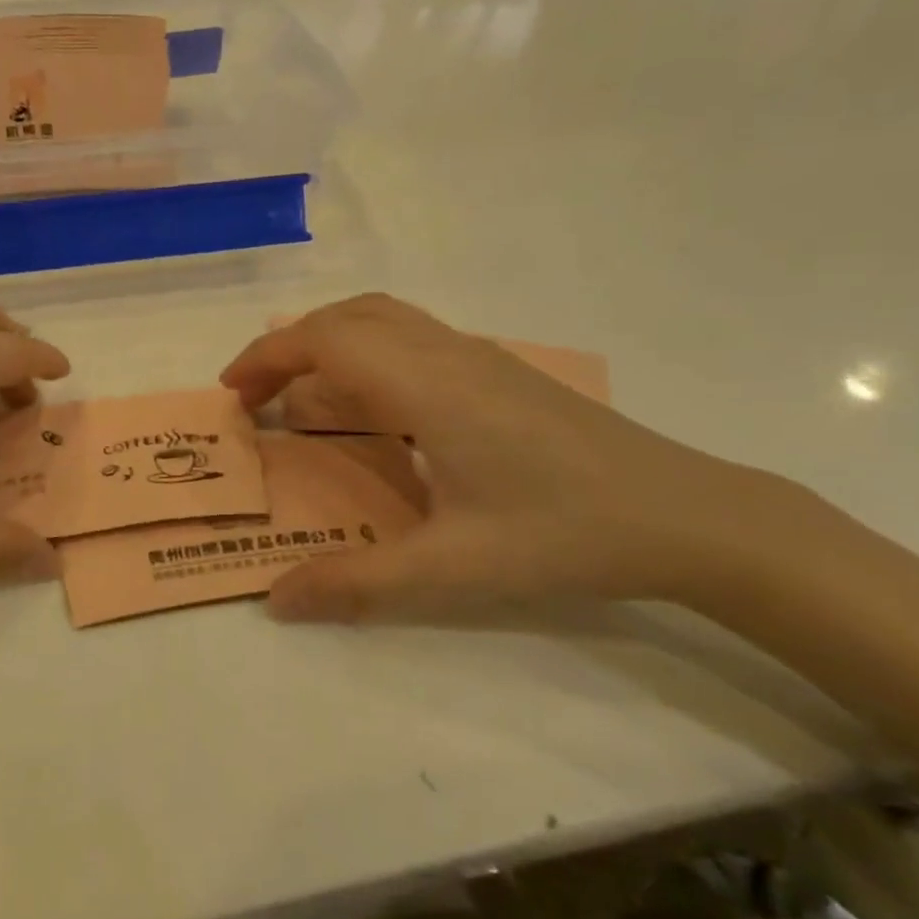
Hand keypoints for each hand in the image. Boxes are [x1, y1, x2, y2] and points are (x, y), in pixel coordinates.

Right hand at [219, 295, 781, 620]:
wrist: (685, 514)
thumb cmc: (564, 535)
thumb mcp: (452, 570)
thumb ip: (356, 584)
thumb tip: (276, 601)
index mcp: (426, 386)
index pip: (326, 340)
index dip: (268, 357)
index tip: (232, 392)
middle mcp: (446, 354)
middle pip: (349, 317)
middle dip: (290, 346)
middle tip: (257, 395)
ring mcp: (478, 357)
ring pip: (384, 320)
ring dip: (330, 343)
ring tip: (302, 395)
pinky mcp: (500, 372)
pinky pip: (412, 340)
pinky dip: (367, 355)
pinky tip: (374, 412)